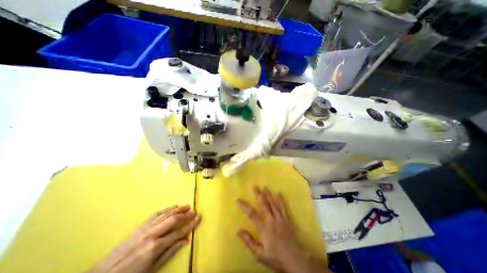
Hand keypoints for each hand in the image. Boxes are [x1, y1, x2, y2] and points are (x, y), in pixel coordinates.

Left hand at [88, 205, 200, 272]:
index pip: (179, 232)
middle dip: (185, 214)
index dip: (190, 224)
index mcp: (156, 246)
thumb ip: (170, 252)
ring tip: (186, 205)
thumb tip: (186, 240)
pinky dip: (166, 209)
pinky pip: (156, 214)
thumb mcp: (152, 268)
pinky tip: (171, 207)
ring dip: (177, 209)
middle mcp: (152, 234)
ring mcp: (145, 228)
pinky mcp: (139, 226)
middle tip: (193, 210)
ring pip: (165, 214)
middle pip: (173, 219)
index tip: (199, 217)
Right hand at [238, 186, 328, 272]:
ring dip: (268, 195)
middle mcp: (271, 220)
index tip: (238, 200)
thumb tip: (238, 231)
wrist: (295, 259)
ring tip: (265, 187)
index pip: (251, 214)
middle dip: (259, 195)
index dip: (244, 206)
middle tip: (255, 186)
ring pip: (273, 204)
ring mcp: (280, 219)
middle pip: (263, 205)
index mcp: (263, 228)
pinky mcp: (287, 219)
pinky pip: (283, 208)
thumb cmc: (275, 257)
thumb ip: (249, 241)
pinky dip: (281, 200)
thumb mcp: (259, 254)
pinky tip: (279, 193)